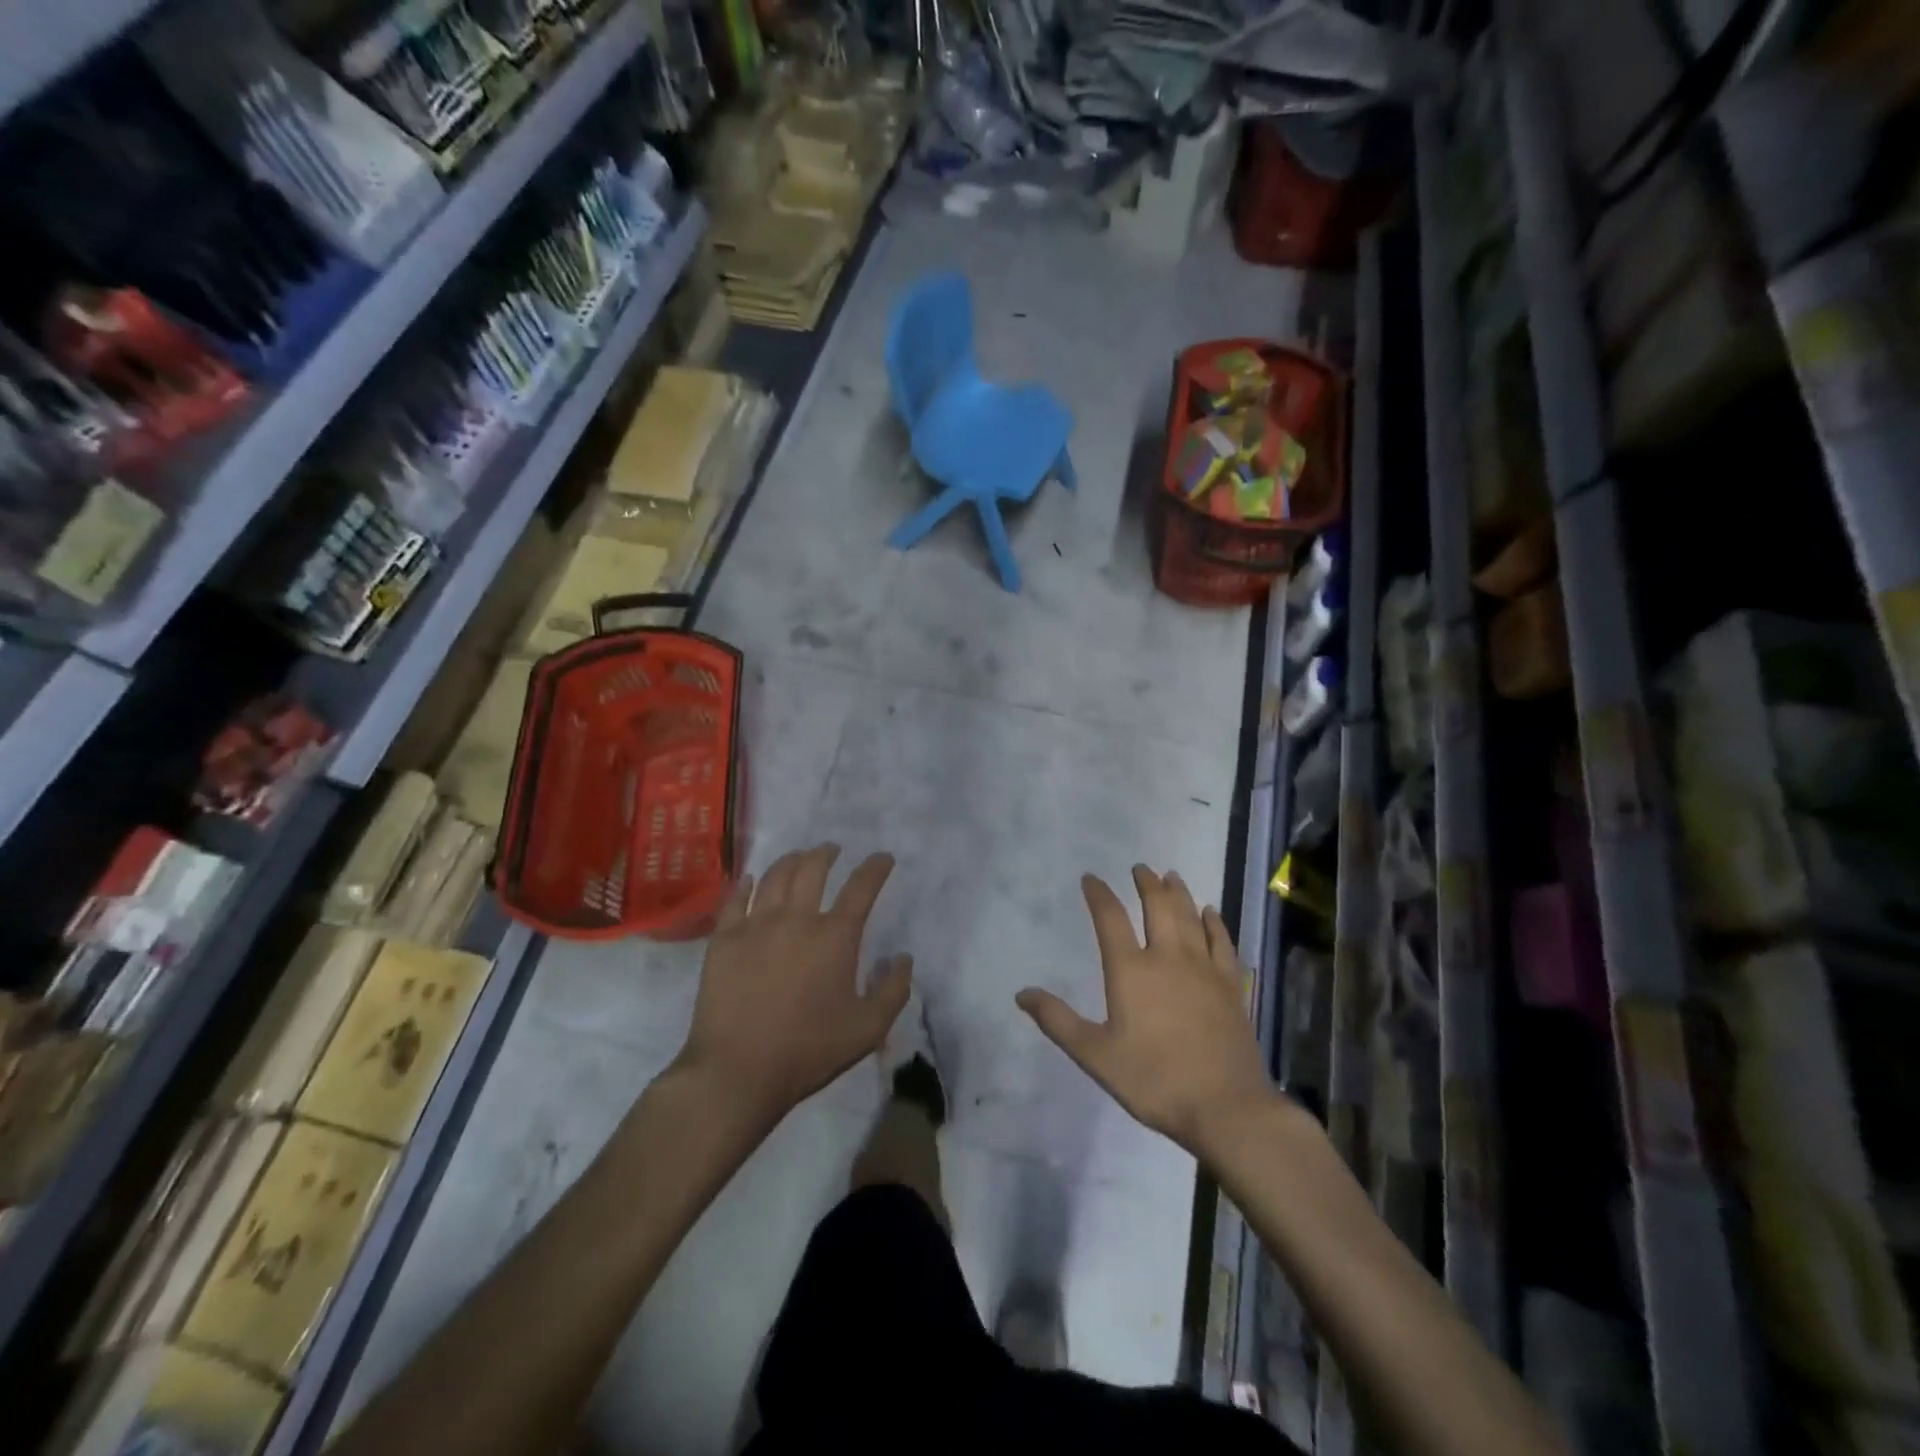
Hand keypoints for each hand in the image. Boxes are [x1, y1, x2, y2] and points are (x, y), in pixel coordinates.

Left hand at [675, 845, 910, 1132]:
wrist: (738, 1071)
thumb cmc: (808, 1050)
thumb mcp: (868, 1029)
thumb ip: (894, 990)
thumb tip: (903, 958)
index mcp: (835, 936)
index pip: (861, 888)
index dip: (875, 868)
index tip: (883, 858)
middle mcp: (797, 919)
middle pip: (813, 869)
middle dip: (827, 854)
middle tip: (832, 850)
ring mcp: (756, 925)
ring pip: (775, 876)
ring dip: (791, 860)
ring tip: (798, 856)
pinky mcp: (723, 939)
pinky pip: (734, 899)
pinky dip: (744, 884)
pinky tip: (748, 879)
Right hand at [1017, 867, 1274, 1159]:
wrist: (1225, 1107)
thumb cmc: (1153, 1080)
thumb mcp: (1095, 1055)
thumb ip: (1058, 1021)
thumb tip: (1022, 993)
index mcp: (1131, 970)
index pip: (1110, 918)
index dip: (1098, 894)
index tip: (1090, 878)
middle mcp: (1168, 957)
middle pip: (1158, 906)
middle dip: (1146, 883)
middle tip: (1140, 868)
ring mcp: (1204, 968)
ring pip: (1191, 917)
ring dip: (1179, 893)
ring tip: (1171, 876)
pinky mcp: (1231, 985)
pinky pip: (1222, 942)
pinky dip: (1215, 923)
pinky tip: (1211, 913)